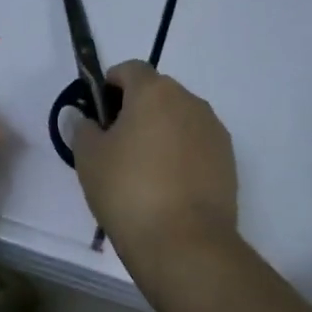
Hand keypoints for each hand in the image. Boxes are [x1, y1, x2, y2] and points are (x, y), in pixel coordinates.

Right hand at [73, 61, 237, 260]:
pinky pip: (197, 145)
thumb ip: (83, 129)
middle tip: (116, 145)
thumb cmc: (128, 190)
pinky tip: (167, 188)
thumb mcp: (89, 159)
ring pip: (180, 120)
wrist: (184, 242)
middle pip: (158, 93)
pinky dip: (181, 155)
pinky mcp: (228, 161)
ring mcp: (214, 131)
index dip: (110, 84)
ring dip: (161, 132)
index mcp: (155, 92)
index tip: (98, 112)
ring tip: (142, 171)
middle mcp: (190, 102)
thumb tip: (85, 118)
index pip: (130, 69)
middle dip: (136, 110)